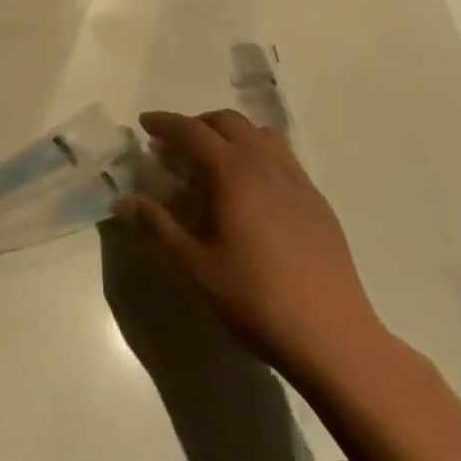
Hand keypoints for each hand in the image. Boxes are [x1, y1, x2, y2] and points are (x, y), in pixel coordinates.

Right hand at [120, 110, 388, 388]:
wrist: (333, 337)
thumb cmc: (255, 300)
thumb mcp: (195, 266)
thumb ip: (159, 226)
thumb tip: (127, 201)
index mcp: (232, 173)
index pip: (192, 132)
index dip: (165, 124)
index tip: (145, 124)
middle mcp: (266, 165)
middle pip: (228, 122)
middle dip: (197, 125)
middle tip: (175, 146)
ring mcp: (297, 181)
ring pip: (260, 134)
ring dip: (231, 135)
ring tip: (214, 161)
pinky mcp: (317, 202)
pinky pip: (283, 157)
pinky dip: (258, 154)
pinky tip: (252, 190)